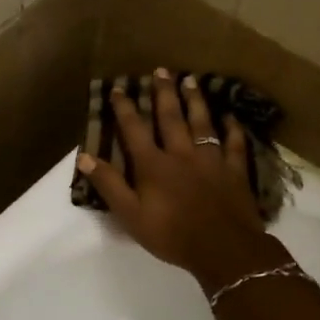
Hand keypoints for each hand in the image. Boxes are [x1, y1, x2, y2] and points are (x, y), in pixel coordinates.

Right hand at [79, 69, 281, 289]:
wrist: (224, 249)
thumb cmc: (171, 235)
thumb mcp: (130, 215)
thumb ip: (109, 184)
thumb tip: (84, 156)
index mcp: (153, 165)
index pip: (135, 129)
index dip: (125, 108)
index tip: (118, 88)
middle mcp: (182, 154)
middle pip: (171, 117)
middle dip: (163, 93)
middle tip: (161, 70)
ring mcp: (211, 160)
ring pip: (202, 123)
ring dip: (195, 101)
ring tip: (191, 81)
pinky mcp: (235, 171)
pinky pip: (234, 144)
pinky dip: (232, 129)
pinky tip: (230, 117)